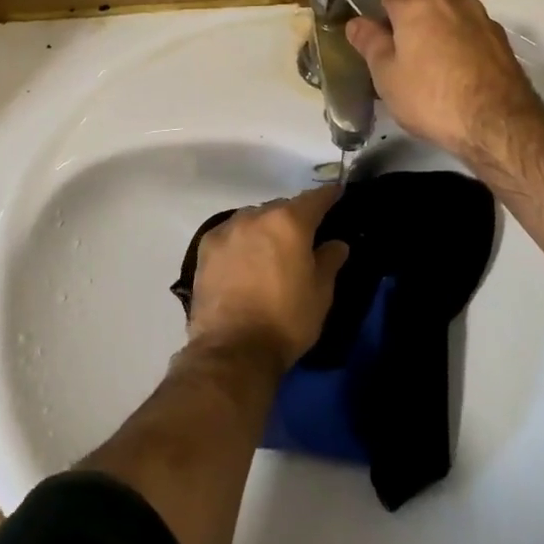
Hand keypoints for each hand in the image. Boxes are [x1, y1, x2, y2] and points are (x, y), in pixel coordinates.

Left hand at [187, 186, 348, 369]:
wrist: (232, 350)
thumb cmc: (285, 320)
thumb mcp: (320, 294)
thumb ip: (329, 261)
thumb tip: (336, 243)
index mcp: (289, 222)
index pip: (315, 199)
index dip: (328, 196)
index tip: (336, 193)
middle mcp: (256, 216)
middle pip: (282, 207)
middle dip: (294, 218)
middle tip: (302, 237)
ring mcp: (228, 229)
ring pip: (254, 218)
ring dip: (265, 228)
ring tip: (270, 250)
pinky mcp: (206, 247)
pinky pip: (231, 233)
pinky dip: (242, 240)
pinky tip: (244, 259)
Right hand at [346, 0, 543, 161]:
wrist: (498, 125)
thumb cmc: (431, 97)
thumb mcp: (386, 74)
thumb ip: (369, 42)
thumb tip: (356, 21)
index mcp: (418, 3)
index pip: (387, 0)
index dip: (379, 25)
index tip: (378, 52)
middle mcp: (453, 0)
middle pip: (420, 9)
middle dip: (410, 31)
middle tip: (402, 68)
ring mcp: (482, 19)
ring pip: (448, 24)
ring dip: (438, 41)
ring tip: (434, 79)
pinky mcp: (503, 42)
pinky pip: (471, 40)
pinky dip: (462, 53)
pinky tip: (460, 83)